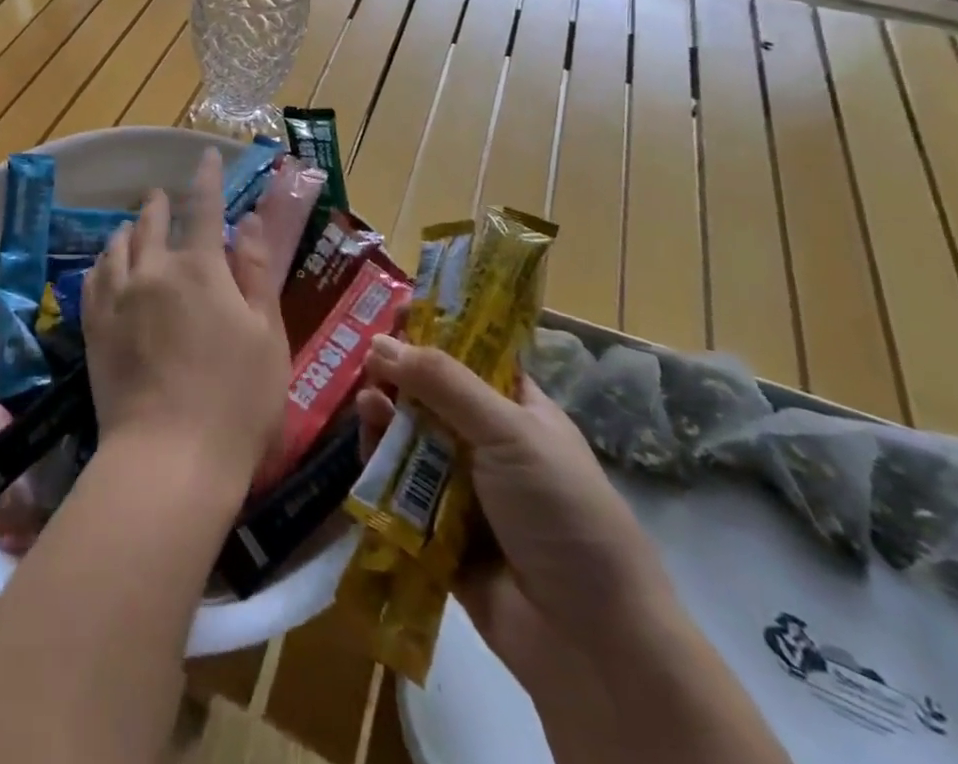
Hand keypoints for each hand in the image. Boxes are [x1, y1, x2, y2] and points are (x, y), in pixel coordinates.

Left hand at [82, 148, 291, 496]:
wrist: (168, 458)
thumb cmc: (236, 401)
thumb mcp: (266, 336)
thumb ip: (256, 273)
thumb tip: (249, 221)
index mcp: (200, 269)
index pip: (204, 208)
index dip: (208, 178)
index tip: (207, 154)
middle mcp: (153, 270)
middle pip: (153, 221)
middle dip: (161, 203)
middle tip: (163, 195)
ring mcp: (117, 297)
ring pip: (118, 245)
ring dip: (130, 229)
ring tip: (134, 226)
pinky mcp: (94, 326)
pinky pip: (94, 277)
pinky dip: (104, 261)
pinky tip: (106, 264)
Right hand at [356, 339, 675, 693]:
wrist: (592, 645)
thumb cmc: (564, 516)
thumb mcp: (510, 433)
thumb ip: (442, 383)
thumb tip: (379, 341)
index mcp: (518, 413)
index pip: (471, 357)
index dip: (433, 333)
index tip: (391, 311)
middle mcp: (488, 444)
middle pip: (429, 396)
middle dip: (396, 376)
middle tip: (365, 361)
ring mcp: (462, 488)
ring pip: (407, 438)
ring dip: (383, 418)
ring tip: (367, 407)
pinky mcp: (436, 529)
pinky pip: (396, 487)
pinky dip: (378, 466)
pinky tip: (366, 448)